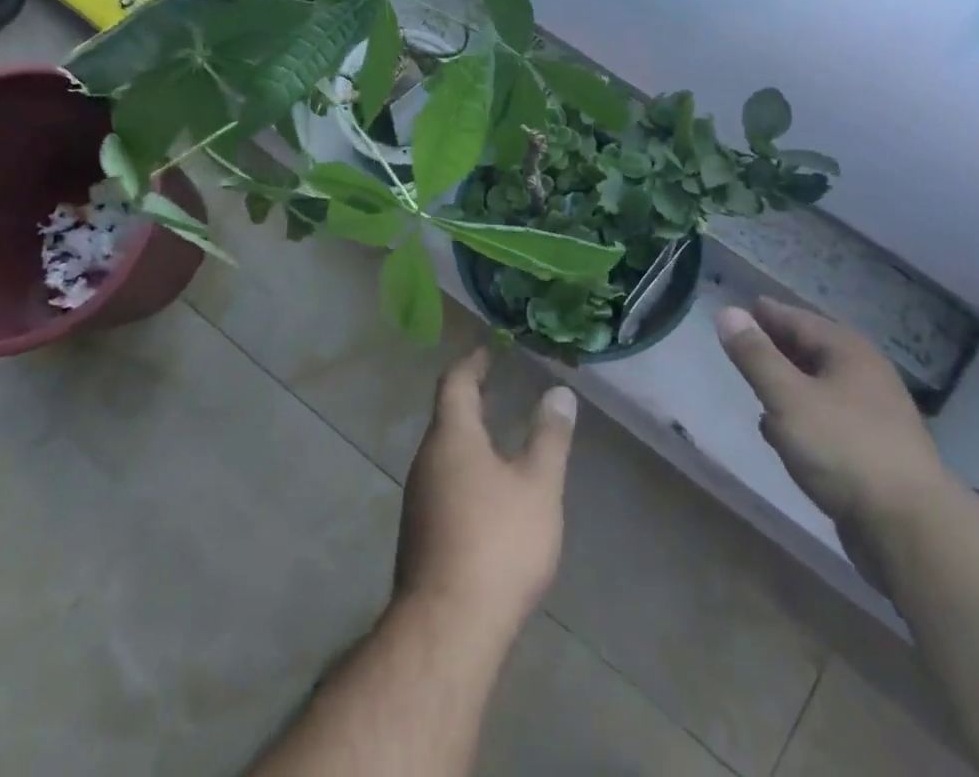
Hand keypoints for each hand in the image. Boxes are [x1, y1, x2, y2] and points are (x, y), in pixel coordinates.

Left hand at [394, 348, 577, 635]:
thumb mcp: (537, 486)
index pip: (456, 382)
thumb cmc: (497, 542)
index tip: (490, 350)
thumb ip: (549, 437)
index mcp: (451, 437)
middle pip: (448, 417)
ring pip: (446, 453)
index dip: (473, 362)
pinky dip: (468, 472)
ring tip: (502, 439)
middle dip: (474, 400)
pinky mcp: (421, 534)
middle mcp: (427, 460)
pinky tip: (490, 495)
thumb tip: (560, 393)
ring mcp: (419, 499)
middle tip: (500, 388)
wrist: (448, 628)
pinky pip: (445, 484)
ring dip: (471, 439)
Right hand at [716, 300, 951, 580]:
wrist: (909, 529)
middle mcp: (864, 376)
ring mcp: (872, 417)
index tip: (740, 308)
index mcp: (848, 352)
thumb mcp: (788, 397)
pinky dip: (800, 416)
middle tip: (743, 342)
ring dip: (787, 383)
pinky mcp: (870, 453)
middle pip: (812, 351)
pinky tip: (779, 431)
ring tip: (756, 383)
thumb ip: (755, 355)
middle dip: (777, 346)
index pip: (799, 320)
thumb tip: (727, 312)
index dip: (767, 314)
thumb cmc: (843, 448)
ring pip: (818, 387)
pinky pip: (825, 420)